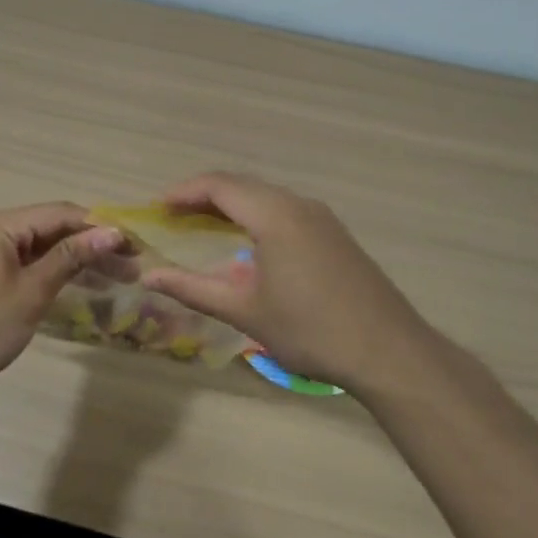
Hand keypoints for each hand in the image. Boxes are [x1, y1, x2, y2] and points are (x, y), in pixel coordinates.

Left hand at [0, 203, 125, 395]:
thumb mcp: (31, 292)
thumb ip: (71, 258)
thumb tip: (111, 232)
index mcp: (0, 227)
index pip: (60, 213)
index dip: (99, 226)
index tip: (134, 246)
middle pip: (51, 228)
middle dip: (91, 245)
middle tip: (131, 268)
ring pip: (39, 248)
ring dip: (75, 260)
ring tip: (115, 279)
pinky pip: (25, 264)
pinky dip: (52, 272)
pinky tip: (77, 286)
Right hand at [139, 172, 432, 398]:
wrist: (389, 352)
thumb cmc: (310, 330)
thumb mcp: (244, 311)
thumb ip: (193, 288)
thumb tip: (148, 275)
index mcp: (275, 215)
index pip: (219, 186)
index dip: (184, 192)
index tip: (157, 208)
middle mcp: (298, 205)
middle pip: (242, 185)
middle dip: (203, 196)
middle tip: (173, 216)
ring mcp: (321, 218)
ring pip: (265, 196)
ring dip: (231, 204)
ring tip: (202, 225)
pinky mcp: (334, 234)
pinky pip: (284, 209)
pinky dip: (255, 215)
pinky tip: (246, 241)